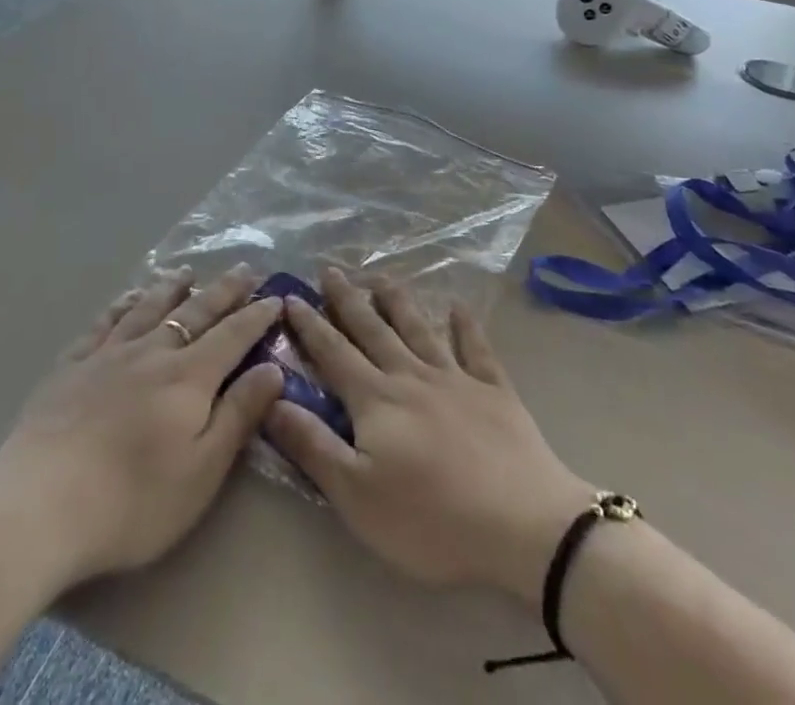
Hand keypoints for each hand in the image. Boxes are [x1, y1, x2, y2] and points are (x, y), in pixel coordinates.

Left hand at [0, 264, 285, 593]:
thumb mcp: (202, 471)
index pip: (232, 336)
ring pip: (147, 308)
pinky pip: (103, 323)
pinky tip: (127, 298)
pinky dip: (121, 305)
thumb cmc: (133, 501)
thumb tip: (273, 369)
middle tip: (243, 269)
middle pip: (194, 312)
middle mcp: (152, 353)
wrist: (40, 505)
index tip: (275, 297)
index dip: (256, 316)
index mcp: (188, 378)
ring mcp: (108, 355)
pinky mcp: (71, 367)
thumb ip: (238, 415)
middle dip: (223, 291)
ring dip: (171, 288)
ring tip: (185, 272)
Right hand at [265, 268, 595, 605]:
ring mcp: (456, 378)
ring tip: (383, 277)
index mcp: (376, 399)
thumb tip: (272, 399)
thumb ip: (313, 445)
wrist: (522, 524)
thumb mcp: (356, 495)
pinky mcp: (495, 390)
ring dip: (398, 301)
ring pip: (419, 328)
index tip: (291, 295)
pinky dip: (466, 325)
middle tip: (331, 270)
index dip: (310, 325)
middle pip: (373, 329)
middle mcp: (411, 375)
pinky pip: (477, 348)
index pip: (333, 352)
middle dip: (348, 299)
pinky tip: (459, 306)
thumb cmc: (431, 518)